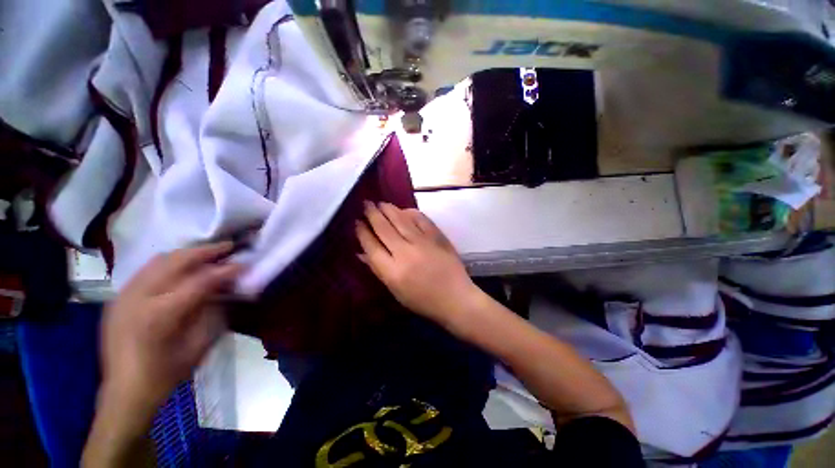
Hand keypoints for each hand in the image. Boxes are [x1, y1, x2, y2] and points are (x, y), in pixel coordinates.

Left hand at [100, 242, 242, 414]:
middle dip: (206, 251)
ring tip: (208, 254)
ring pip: (158, 260)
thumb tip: (227, 287)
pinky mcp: (118, 298)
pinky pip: (147, 270)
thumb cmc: (166, 374)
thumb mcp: (198, 345)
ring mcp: (123, 296)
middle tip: (229, 247)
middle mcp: (137, 298)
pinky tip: (183, 269)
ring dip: (187, 254)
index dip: (225, 270)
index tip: (244, 263)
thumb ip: (213, 311)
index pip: (199, 281)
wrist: (124, 392)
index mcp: (159, 315)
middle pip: (175, 261)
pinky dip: (169, 264)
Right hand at [355, 202, 479, 325]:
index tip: (357, 222)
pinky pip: (421, 219)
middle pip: (384, 229)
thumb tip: (362, 253)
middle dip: (372, 214)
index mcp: (392, 271)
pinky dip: (411, 212)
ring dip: (389, 209)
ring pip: (401, 220)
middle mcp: (405, 253)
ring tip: (380, 203)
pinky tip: (404, 209)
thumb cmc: (423, 300)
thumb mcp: (396, 291)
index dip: (362, 232)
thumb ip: (378, 270)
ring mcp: (422, 242)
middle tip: (366, 204)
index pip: (372, 246)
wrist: (455, 298)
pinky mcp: (437, 237)